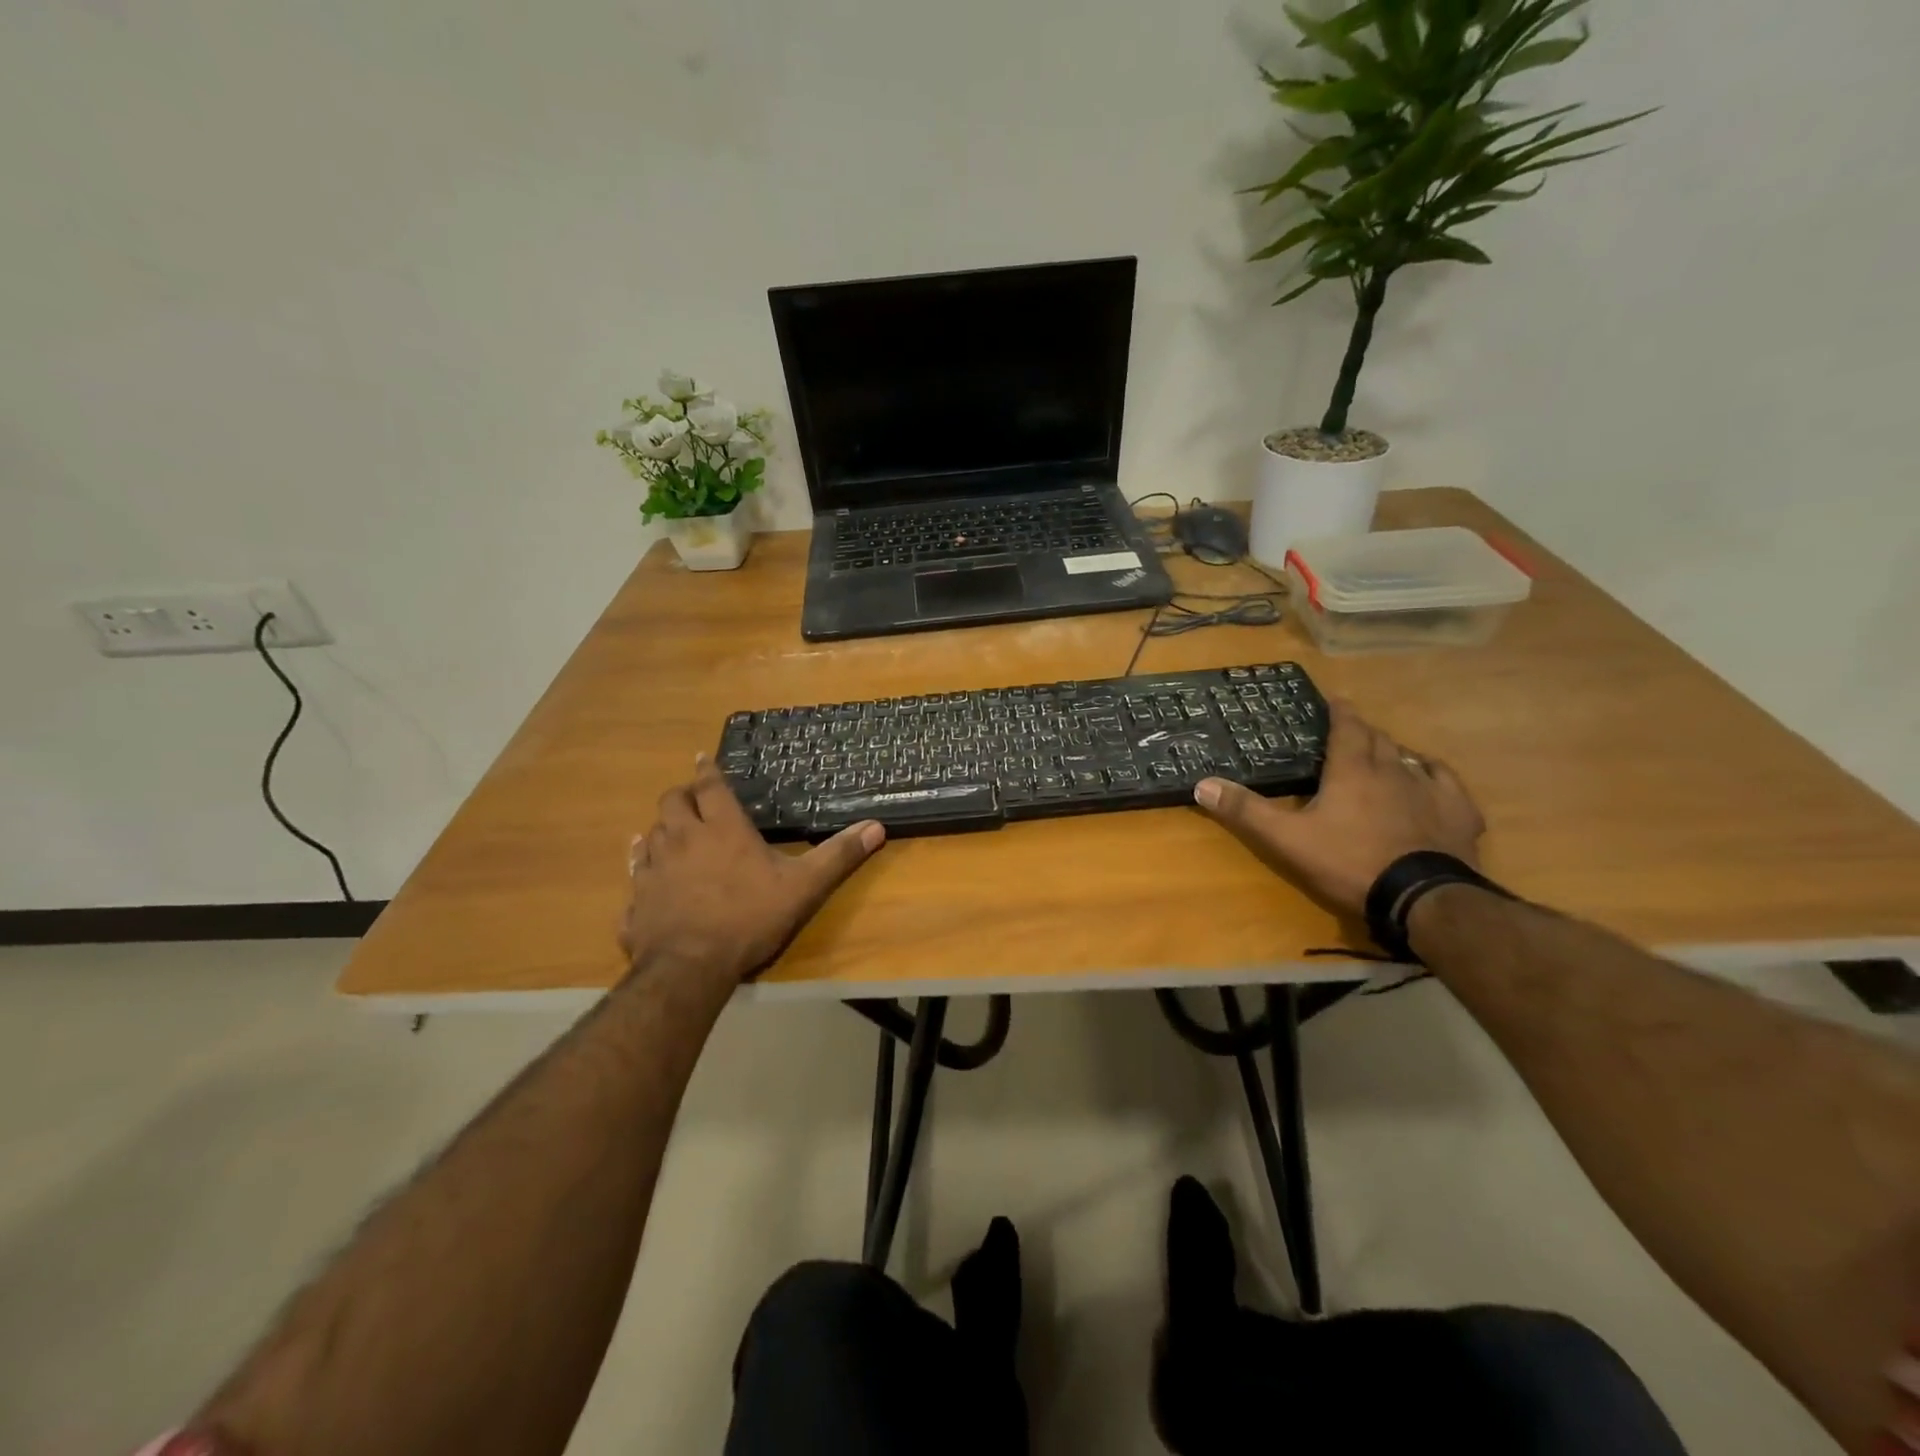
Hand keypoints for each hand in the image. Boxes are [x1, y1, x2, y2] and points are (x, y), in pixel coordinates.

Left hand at [619, 756, 885, 983]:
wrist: (690, 967)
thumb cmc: (750, 917)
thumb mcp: (803, 886)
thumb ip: (838, 855)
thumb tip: (877, 826)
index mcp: (721, 828)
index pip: (710, 786)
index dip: (707, 770)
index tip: (702, 757)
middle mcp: (682, 839)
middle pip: (670, 802)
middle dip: (681, 795)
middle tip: (692, 799)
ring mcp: (654, 869)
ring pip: (649, 835)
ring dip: (661, 828)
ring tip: (670, 831)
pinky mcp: (636, 900)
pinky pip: (634, 875)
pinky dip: (641, 867)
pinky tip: (645, 873)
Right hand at [1192, 700, 1484, 918]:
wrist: (1423, 897)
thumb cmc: (1350, 862)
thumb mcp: (1288, 839)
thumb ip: (1246, 811)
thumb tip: (1202, 784)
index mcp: (1353, 770)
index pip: (1347, 728)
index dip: (1339, 711)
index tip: (1334, 700)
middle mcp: (1394, 770)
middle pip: (1378, 739)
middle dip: (1363, 731)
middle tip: (1349, 731)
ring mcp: (1431, 790)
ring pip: (1410, 758)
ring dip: (1393, 752)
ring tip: (1383, 755)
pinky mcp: (1458, 814)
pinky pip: (1447, 783)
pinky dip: (1434, 775)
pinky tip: (1431, 779)